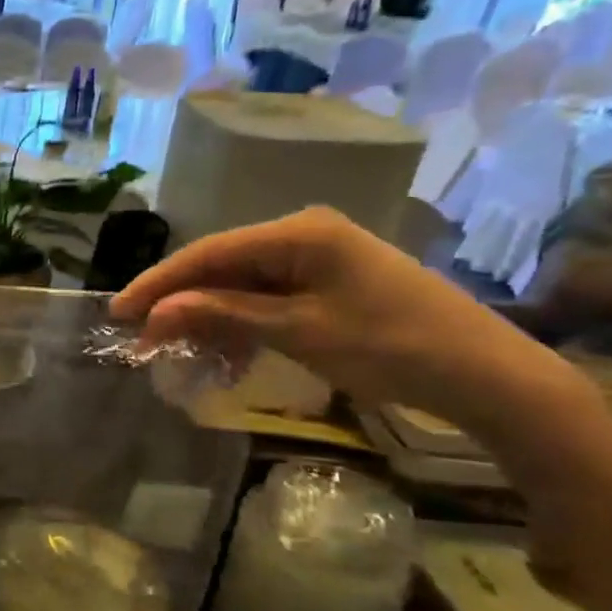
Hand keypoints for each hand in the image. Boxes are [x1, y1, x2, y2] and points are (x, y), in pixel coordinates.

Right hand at [111, 208, 586, 437]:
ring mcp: (319, 257)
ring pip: (241, 285)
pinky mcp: (331, 282)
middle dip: (180, 304)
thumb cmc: (393, 348)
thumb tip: (155, 311)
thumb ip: (222, 315)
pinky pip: (268, 298)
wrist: (494, 378)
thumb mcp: (299, 333)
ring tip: (175, 351)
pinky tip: (225, 355)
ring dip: (209, 318)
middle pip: (221, 267)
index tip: (117, 312)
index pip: (208, 253)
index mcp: (299, 232)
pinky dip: (242, 325)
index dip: (158, 283)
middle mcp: (304, 233)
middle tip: (140, 338)